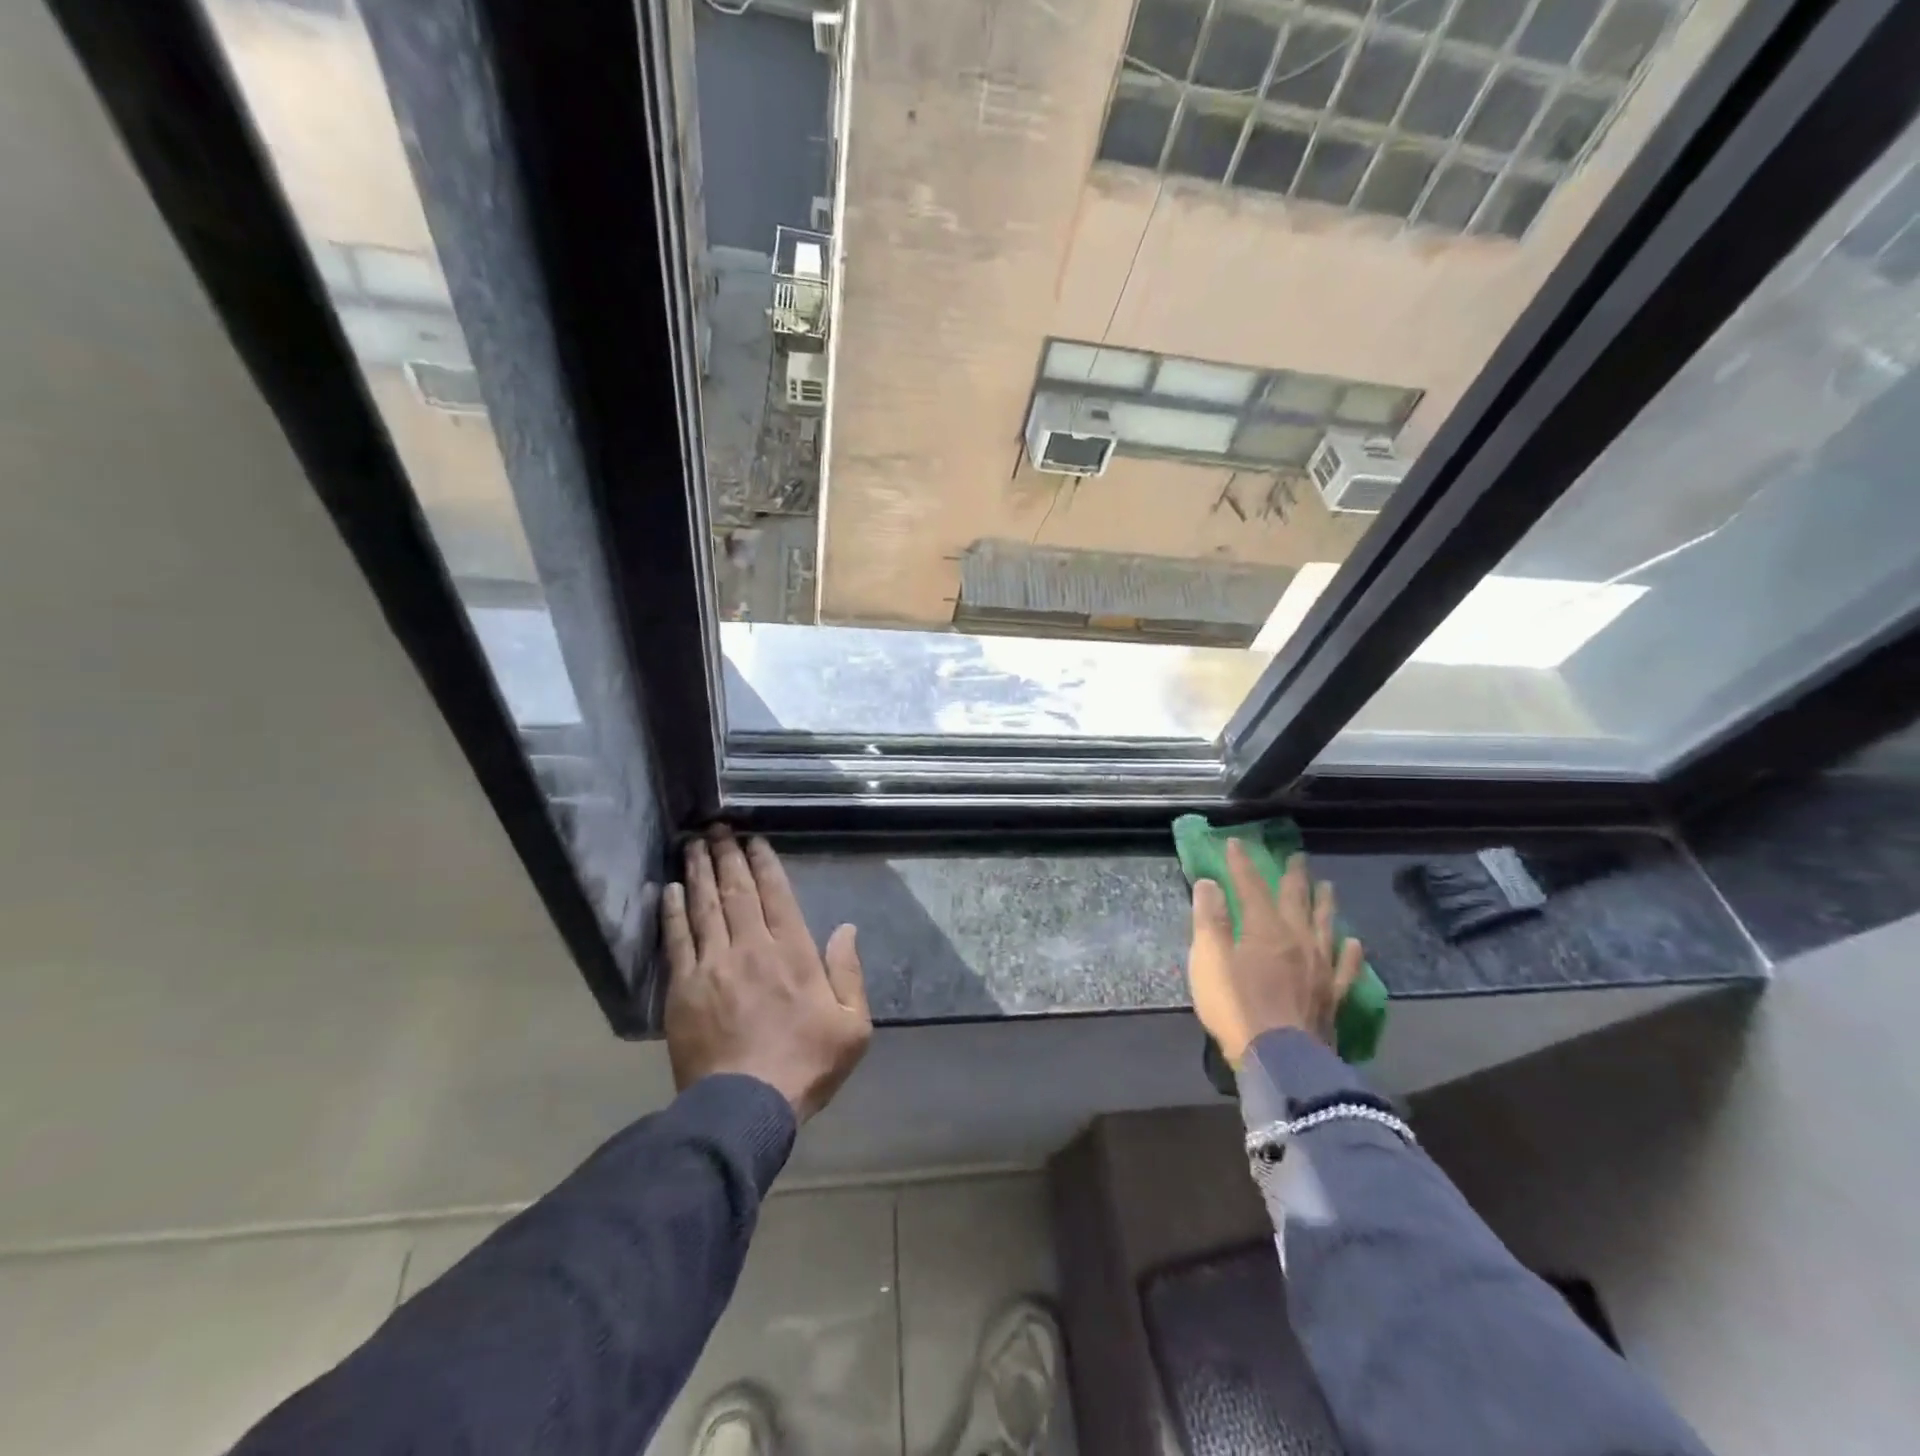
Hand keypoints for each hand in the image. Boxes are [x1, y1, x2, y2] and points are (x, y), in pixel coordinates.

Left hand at [660, 827, 871, 1121]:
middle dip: (727, 856)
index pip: (777, 894)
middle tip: (717, 828)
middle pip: (737, 891)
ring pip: (705, 907)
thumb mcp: (853, 1025)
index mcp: (793, 953)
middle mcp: (752, 948)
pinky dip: (673, 912)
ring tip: (693, 844)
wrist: (746, 1106)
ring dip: (699, 872)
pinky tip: (669, 890)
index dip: (764, 863)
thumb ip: (849, 973)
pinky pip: (677, 940)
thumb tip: (846, 929)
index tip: (753, 840)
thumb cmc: (806, 1064)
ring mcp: (714, 966)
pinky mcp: (684, 988)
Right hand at [1187, 840, 1363, 1064]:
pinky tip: (1354, 943)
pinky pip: (1347, 967)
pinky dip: (1351, 952)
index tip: (1236, 842)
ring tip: (1327, 886)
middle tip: (1297, 856)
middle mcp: (1298, 940)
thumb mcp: (1208, 961)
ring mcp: (1321, 968)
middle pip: (1295, 900)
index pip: (1251, 887)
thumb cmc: (1236, 1007)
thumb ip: (1209, 920)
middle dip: (1292, 876)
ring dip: (1324, 904)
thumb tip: (1209, 883)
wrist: (1281, 1060)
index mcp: (1265, 929)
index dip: (1242, 864)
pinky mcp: (1334, 996)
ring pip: (1325, 926)